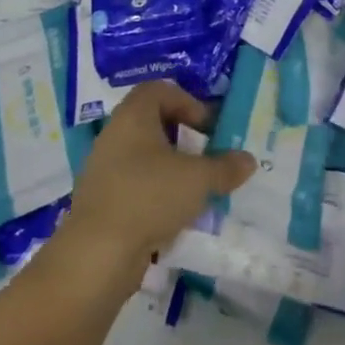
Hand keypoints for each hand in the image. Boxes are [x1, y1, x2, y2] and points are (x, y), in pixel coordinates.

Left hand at [53, 81, 255, 292]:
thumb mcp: (197, 179)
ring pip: (143, 157)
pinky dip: (154, 193)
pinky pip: (133, 185)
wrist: (97, 254)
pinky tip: (171, 215)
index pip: (159, 90)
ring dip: (169, 168)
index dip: (187, 103)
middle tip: (204, 156)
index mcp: (133, 115)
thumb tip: (248, 160)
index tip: (207, 128)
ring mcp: (103, 168)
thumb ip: (225, 167)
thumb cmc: (149, 196)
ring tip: (193, 189)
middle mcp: (114, 134)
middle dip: (182, 137)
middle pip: (151, 122)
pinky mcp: (100, 201)